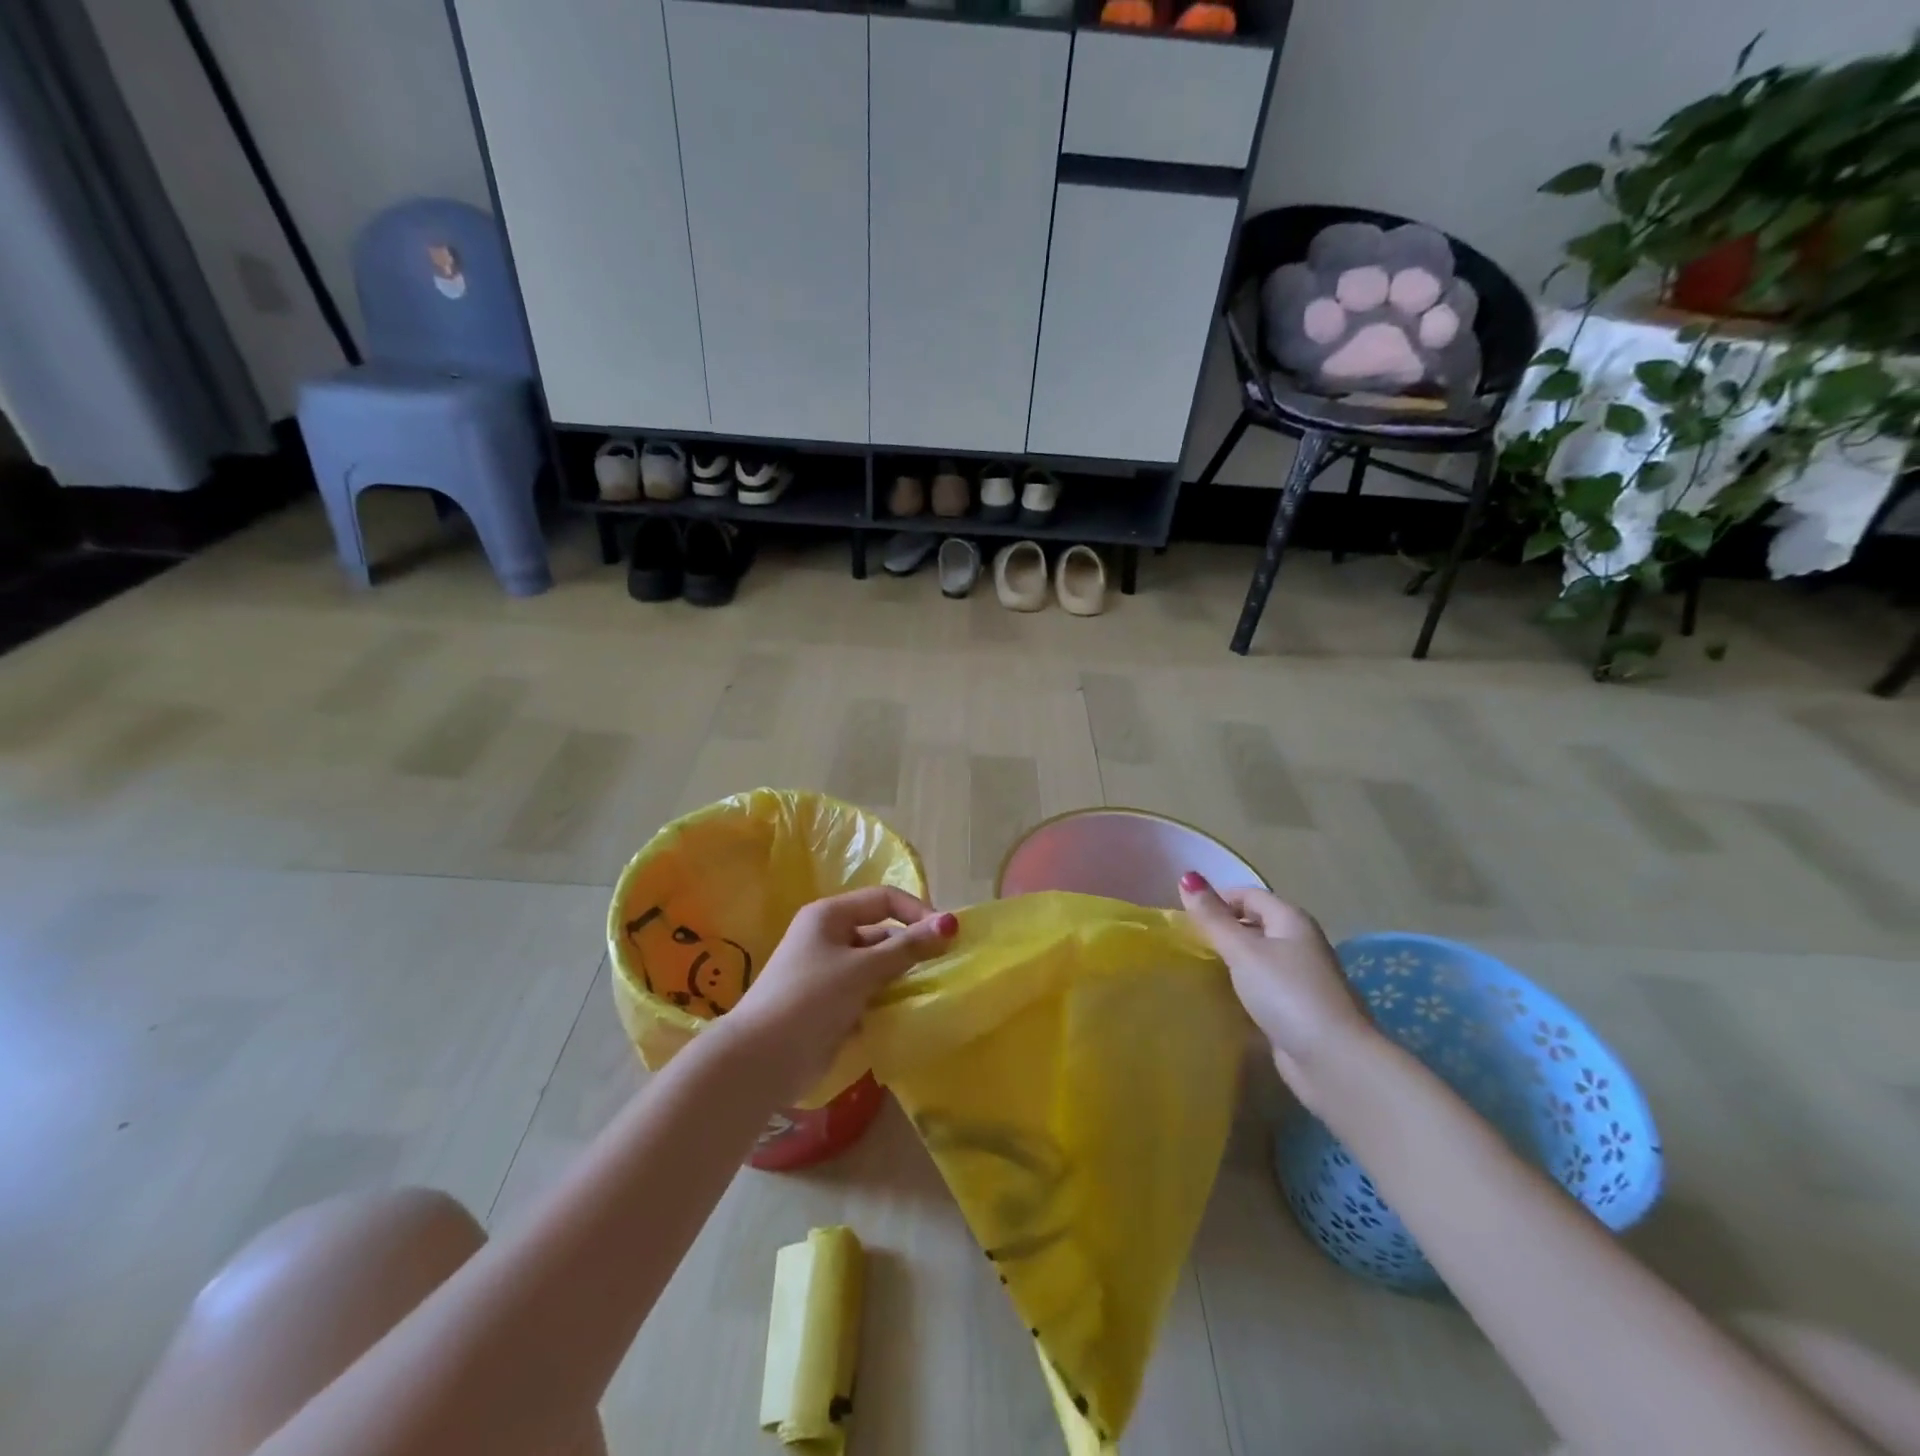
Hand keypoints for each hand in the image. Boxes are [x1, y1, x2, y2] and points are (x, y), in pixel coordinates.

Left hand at [723, 887, 957, 1099]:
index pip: (884, 899)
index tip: (947, 937)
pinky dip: (887, 1000)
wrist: (761, 1059)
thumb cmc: (811, 998)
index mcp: (830, 915)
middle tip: (943, 969)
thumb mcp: (863, 968)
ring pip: (877, 966)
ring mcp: (828, 972)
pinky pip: (868, 992)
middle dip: (911, 948)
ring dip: (901, 977)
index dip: (917, 912)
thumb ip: (907, 947)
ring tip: (930, 992)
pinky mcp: (830, 1004)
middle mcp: (828, 937)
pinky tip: (907, 1013)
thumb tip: (950, 923)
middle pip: (881, 933)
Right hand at [1177, 872, 1373, 1110]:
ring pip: (1258, 959)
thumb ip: (1213, 918)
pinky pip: (1262, 989)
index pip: (1248, 894)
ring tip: (1195, 969)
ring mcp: (1300, 979)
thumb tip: (1187, 876)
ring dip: (1230, 962)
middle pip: (1254, 925)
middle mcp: (1299, 943)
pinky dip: (1242, 989)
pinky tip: (1220, 999)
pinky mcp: (1297, 1011)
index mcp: (1291, 920)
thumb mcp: (1243, 951)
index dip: (1217, 899)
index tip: (1184, 917)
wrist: (1334, 1061)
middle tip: (1186, 943)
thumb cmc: (1286, 994)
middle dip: (1222, 930)